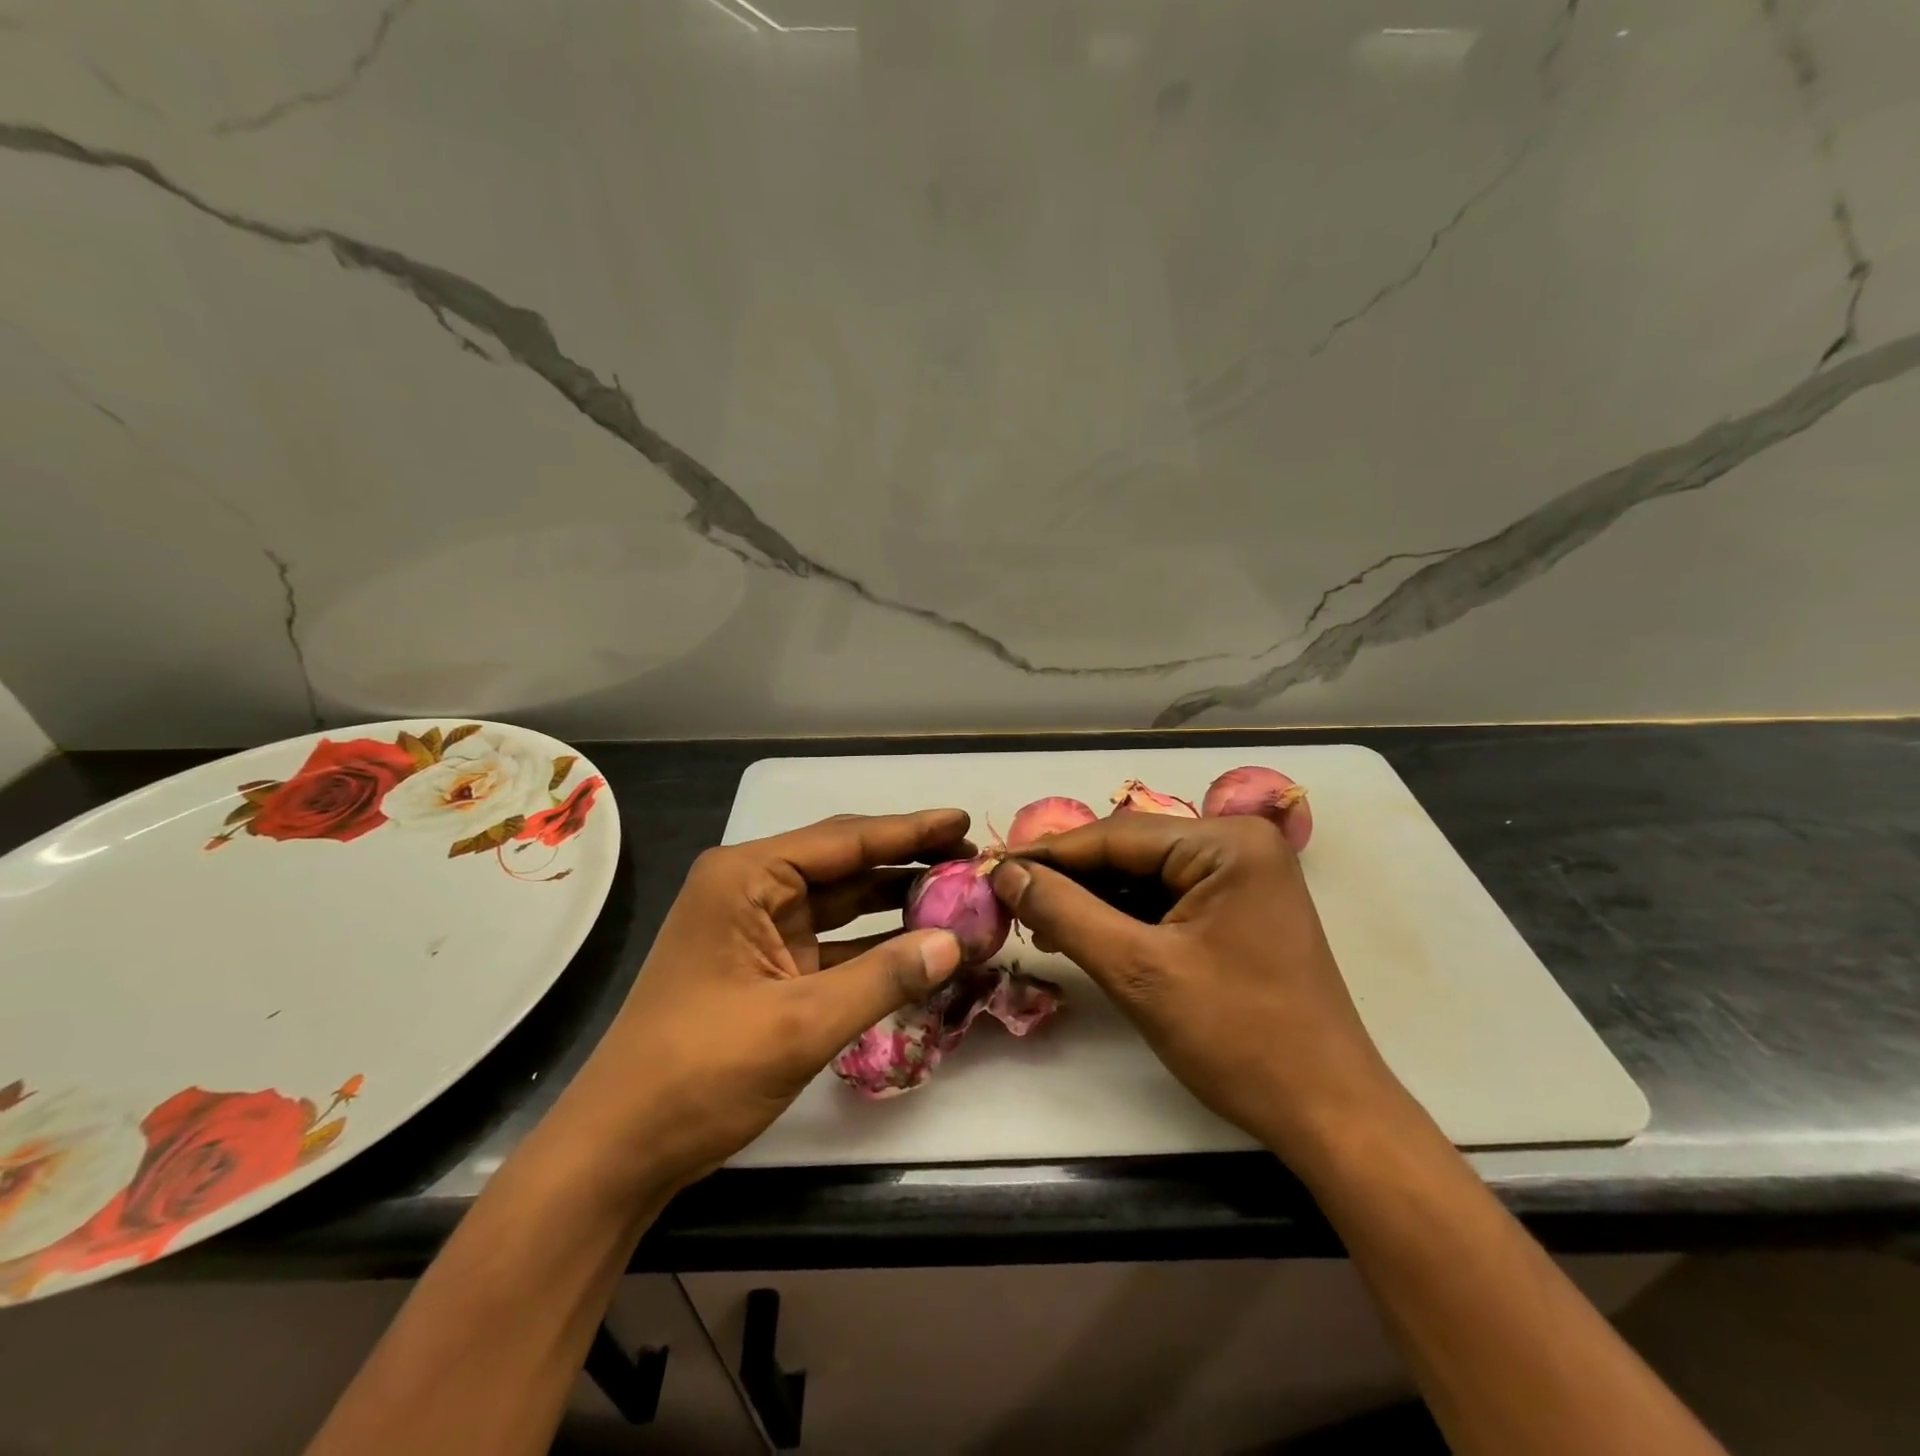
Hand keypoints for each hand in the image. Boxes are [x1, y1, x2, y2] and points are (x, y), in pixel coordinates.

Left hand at [552, 810, 971, 1192]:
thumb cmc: (700, 1072)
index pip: (844, 841)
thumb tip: (956, 943)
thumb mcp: (800, 1024)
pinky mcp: (768, 968)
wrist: (621, 1149)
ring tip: (958, 893)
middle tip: (971, 858)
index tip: (964, 821)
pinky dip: (875, 945)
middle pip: (845, 864)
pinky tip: (920, 944)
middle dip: (907, 861)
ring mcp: (759, 930)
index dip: (910, 830)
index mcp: (746, 878)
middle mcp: (752, 890)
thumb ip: (883, 978)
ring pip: (842, 902)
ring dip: (895, 901)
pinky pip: (834, 942)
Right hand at [991, 814, 1405, 1159]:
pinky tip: (1085, 933)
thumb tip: (1006, 872)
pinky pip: (1167, 898)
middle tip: (1010, 900)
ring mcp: (1243, 876)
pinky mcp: (1239, 908)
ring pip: (1145, 875)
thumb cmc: (1237, 1038)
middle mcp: (1239, 844)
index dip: (1048, 854)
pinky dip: (1124, 916)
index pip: (1115, 835)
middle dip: (1070, 879)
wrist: (1327, 1113)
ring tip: (1038, 922)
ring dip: (1093, 899)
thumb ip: (1065, 912)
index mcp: (1227, 843)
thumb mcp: (1137, 971)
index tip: (991, 867)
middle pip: (1130, 851)